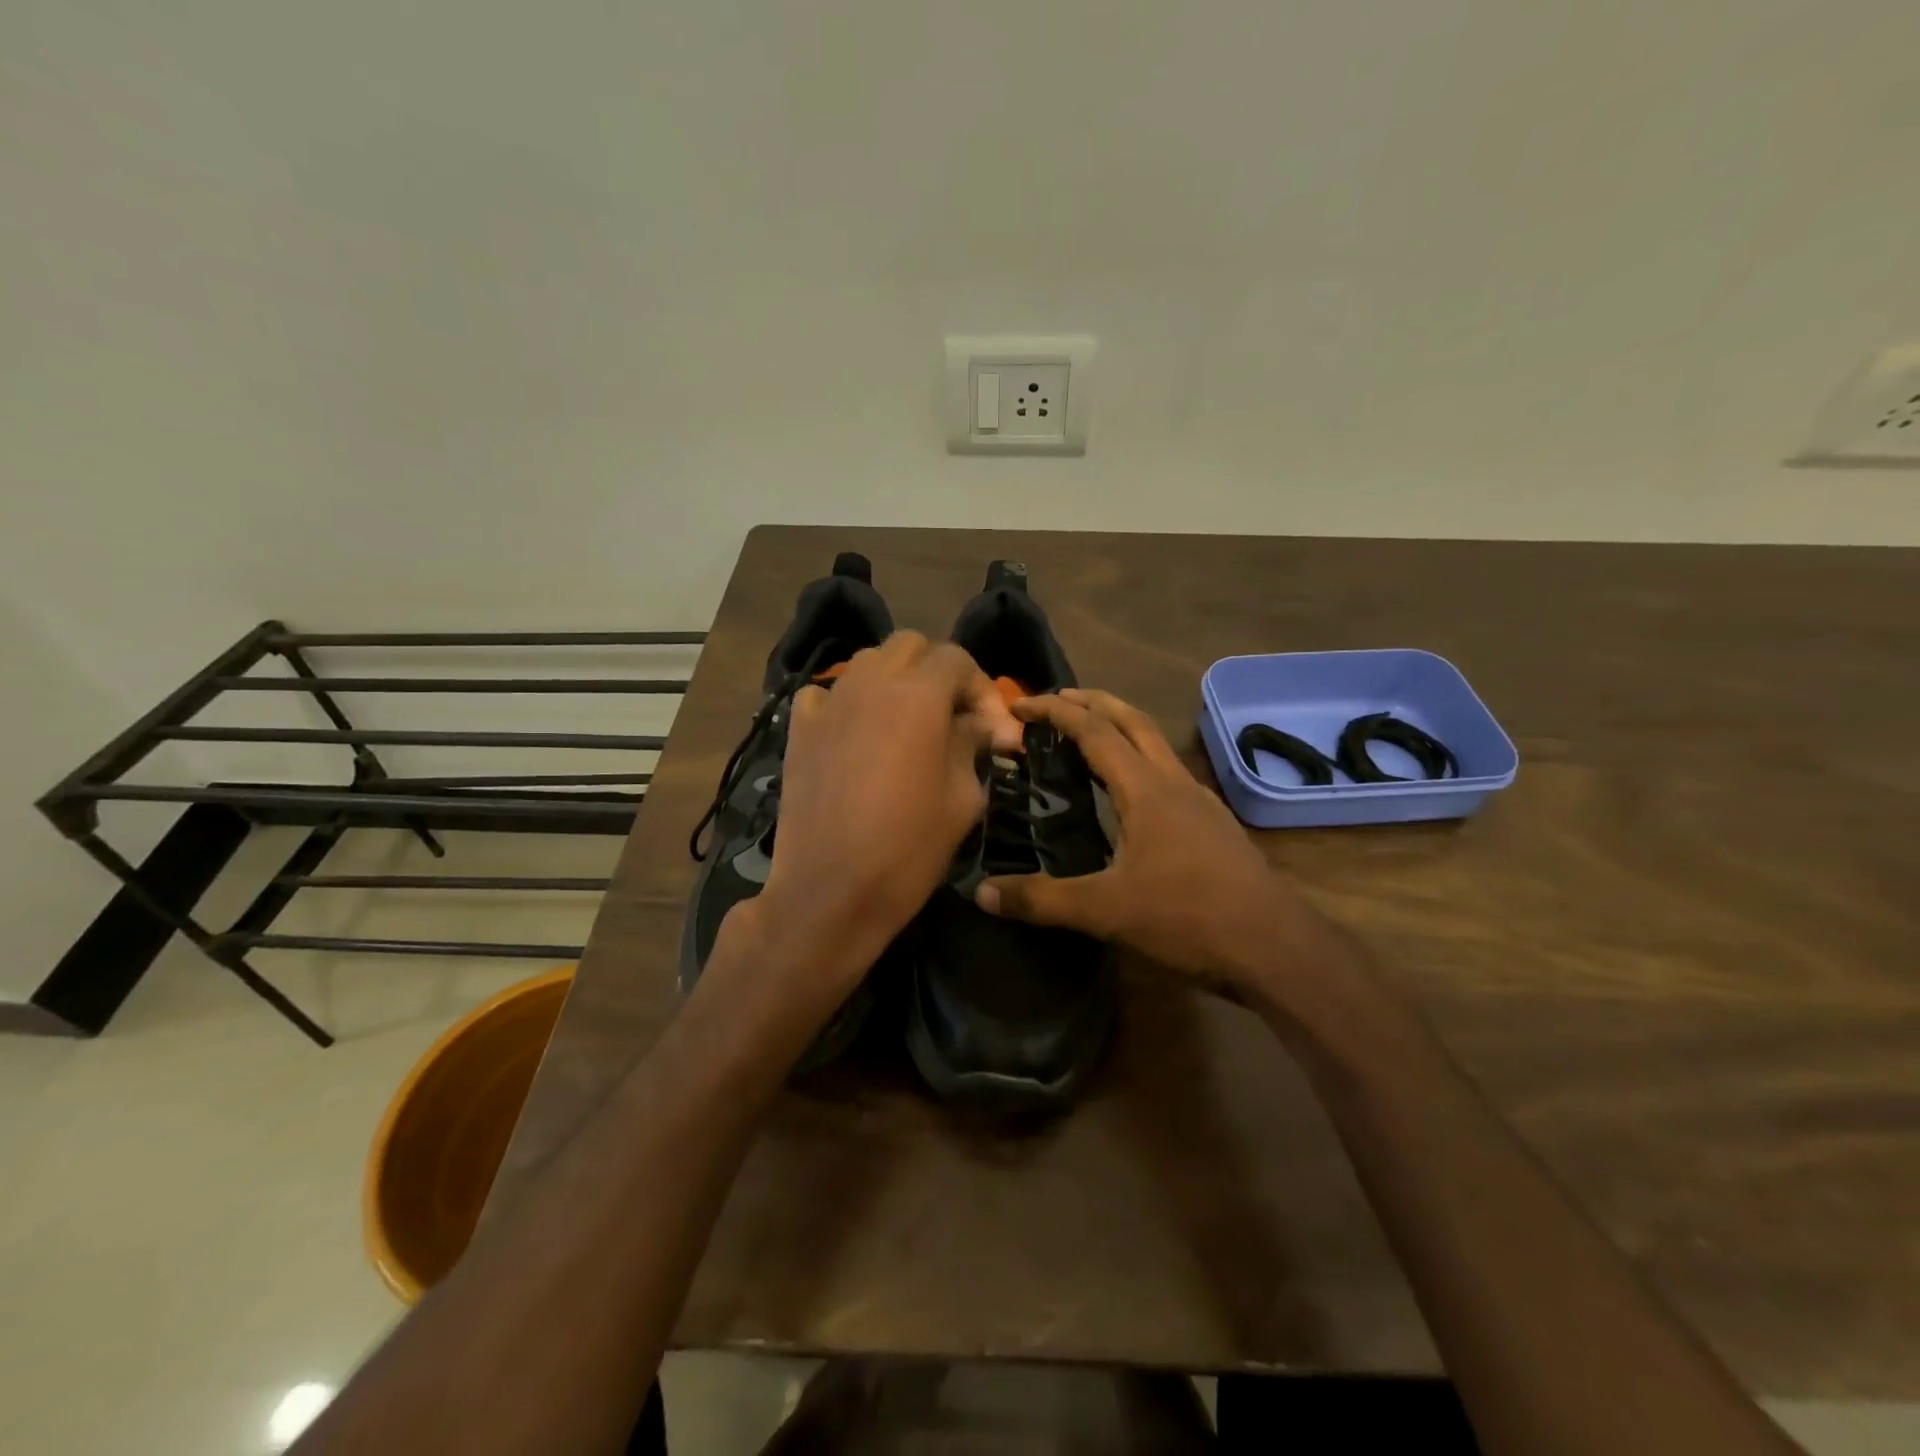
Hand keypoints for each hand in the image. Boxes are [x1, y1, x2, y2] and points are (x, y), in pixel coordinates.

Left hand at [733, 631, 1022, 1006]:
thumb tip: (978, 724)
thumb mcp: (962, 799)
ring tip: (909, 723)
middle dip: (938, 672)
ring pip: (868, 663)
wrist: (829, 893)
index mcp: (917, 696)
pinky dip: (848, 702)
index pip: (957, 660)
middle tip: (954, 718)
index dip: (983, 690)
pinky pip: (826, 693)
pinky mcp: (799, 729)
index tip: (995, 734)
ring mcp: (828, 703)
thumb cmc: (908, 850)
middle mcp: (870, 684)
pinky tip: (858, 733)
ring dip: (896, 681)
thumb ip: (971, 745)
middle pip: (910, 647)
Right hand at [975, 689, 1332, 998]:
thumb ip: (1041, 900)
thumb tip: (983, 893)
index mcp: (1146, 789)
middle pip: (1132, 721)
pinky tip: (1131, 792)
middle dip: (1093, 701)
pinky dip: (1139, 761)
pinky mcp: (1213, 824)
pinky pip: (1168, 773)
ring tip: (1088, 736)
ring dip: (1120, 727)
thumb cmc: (1188, 917)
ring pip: (1156, 744)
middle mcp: (1174, 782)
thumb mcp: (1105, 911)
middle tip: (1058, 699)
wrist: (1274, 946)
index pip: (1095, 731)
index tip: (1023, 704)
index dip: (1057, 712)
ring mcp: (1199, 801)